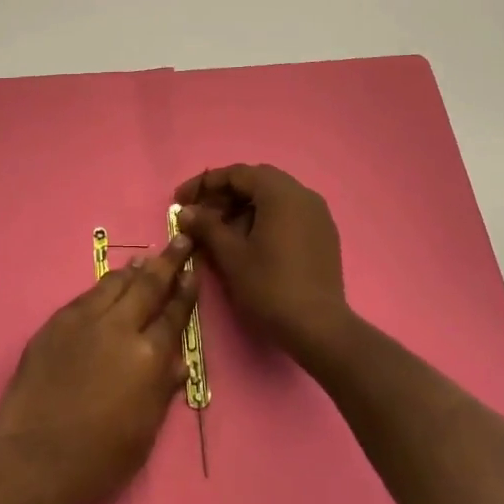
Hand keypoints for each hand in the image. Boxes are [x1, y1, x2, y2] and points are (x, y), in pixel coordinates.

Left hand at [0, 234, 198, 503]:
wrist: (33, 461)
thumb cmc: (99, 461)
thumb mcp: (144, 431)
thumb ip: (163, 389)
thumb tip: (178, 361)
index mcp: (148, 357)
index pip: (174, 315)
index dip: (186, 292)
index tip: (193, 272)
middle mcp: (120, 328)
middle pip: (149, 285)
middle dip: (167, 261)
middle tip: (179, 240)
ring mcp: (85, 320)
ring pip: (116, 283)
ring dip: (134, 271)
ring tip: (145, 260)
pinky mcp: (57, 322)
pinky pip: (87, 296)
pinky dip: (104, 287)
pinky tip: (108, 286)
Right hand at [174, 164, 353, 368]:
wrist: (320, 329)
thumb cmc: (271, 287)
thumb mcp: (231, 256)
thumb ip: (207, 227)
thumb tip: (186, 212)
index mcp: (280, 192)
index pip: (236, 174)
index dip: (204, 184)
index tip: (180, 200)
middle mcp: (302, 193)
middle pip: (256, 181)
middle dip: (224, 195)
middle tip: (200, 214)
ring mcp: (317, 213)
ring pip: (273, 197)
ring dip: (244, 207)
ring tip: (221, 231)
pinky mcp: (324, 233)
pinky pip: (288, 213)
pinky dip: (265, 218)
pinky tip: (249, 241)